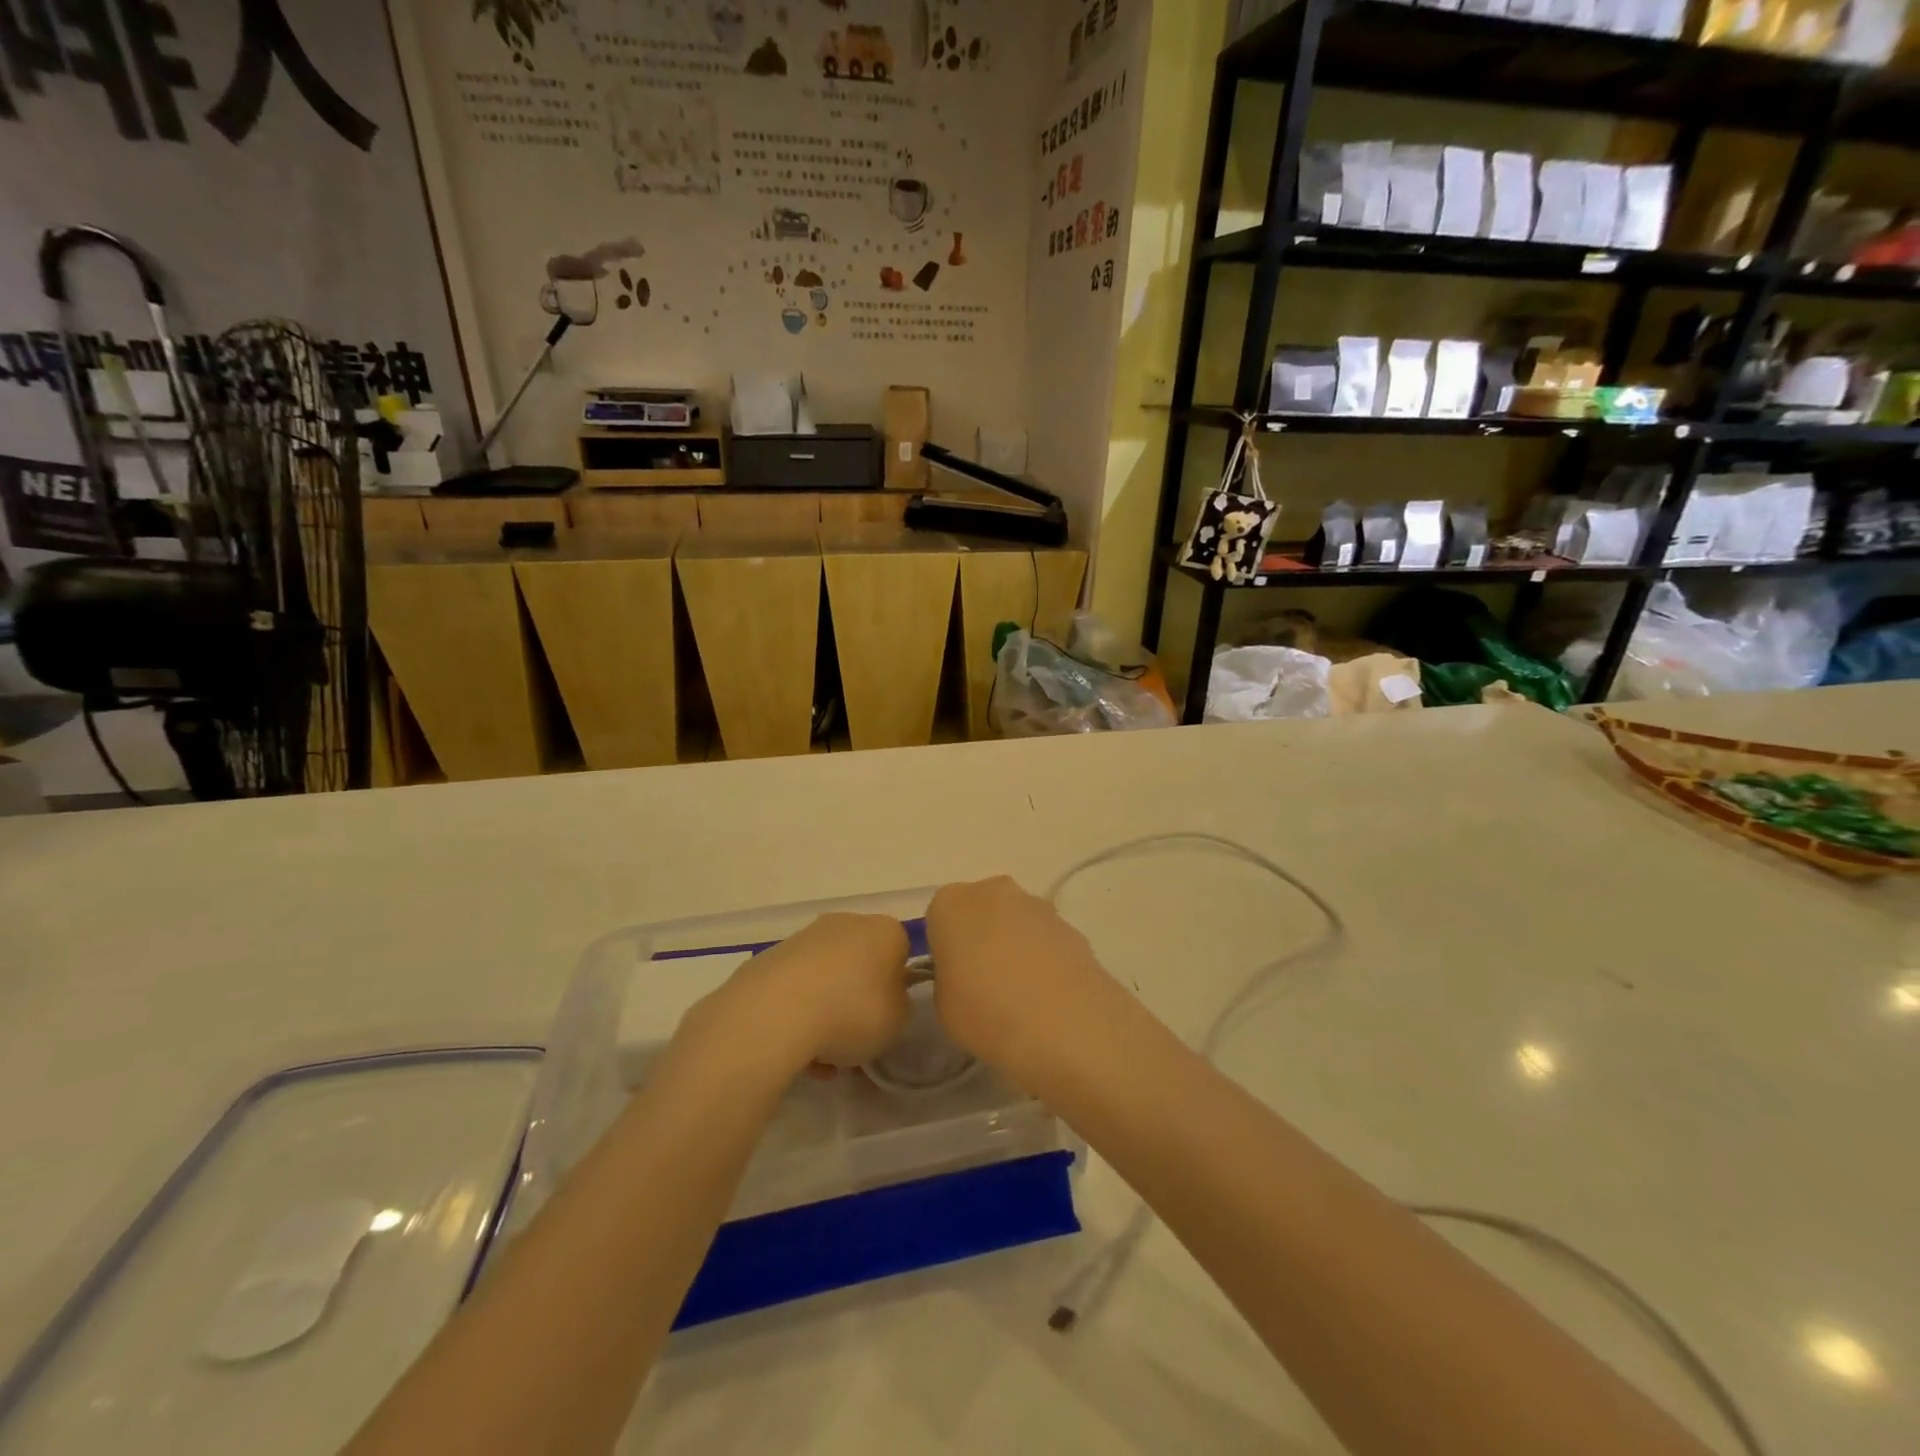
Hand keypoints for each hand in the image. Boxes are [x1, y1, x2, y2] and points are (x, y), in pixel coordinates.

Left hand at [703, 913, 911, 1074]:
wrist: (778, 1011)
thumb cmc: (854, 1011)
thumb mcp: (898, 1020)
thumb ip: (898, 1005)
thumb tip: (884, 999)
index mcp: (885, 931)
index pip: (899, 954)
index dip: (896, 988)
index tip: (888, 1017)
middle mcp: (847, 923)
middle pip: (860, 963)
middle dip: (858, 999)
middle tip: (857, 1039)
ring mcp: (806, 938)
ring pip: (826, 979)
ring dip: (827, 1013)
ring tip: (824, 1059)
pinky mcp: (771, 957)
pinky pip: (796, 990)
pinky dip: (799, 1018)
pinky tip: (798, 1055)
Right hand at [925, 877, 1118, 1083]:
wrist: (1065, 1025)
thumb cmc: (985, 1013)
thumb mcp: (942, 1005)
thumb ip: (948, 978)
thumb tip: (964, 976)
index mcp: (951, 903)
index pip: (939, 918)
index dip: (946, 949)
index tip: (954, 978)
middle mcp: (993, 891)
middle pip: (980, 911)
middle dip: (981, 938)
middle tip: (984, 984)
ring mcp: (1037, 904)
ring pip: (1015, 923)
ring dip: (1015, 946)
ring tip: (1021, 996)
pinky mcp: (1070, 925)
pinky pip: (1045, 939)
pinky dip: (1044, 958)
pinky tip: (1048, 996)